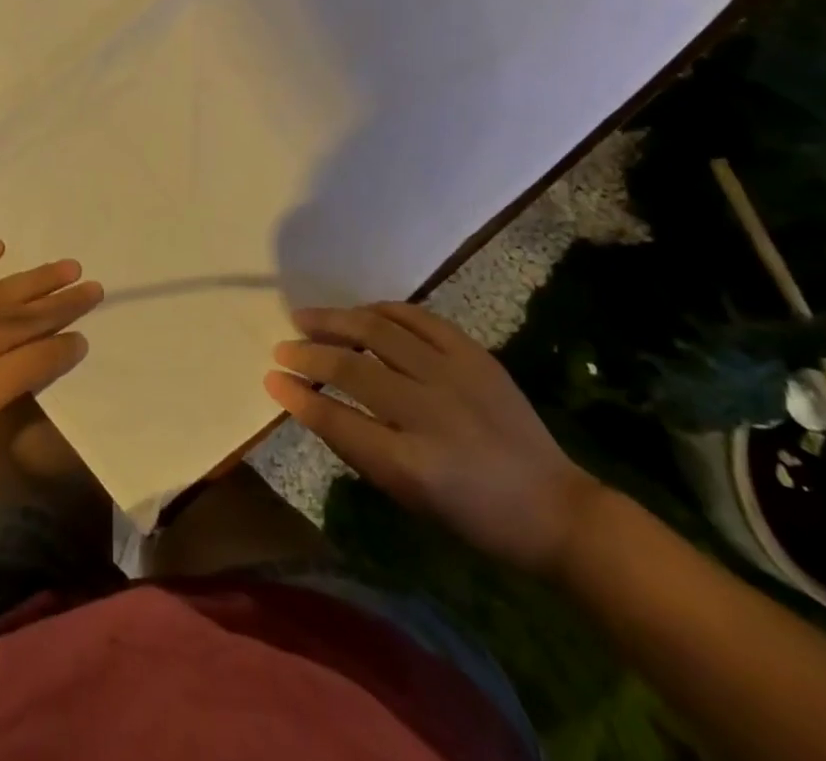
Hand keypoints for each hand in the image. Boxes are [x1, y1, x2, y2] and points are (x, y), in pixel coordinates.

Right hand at [266, 302, 600, 575]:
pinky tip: (360, 311)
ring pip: (380, 332)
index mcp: (412, 465)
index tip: (272, 378)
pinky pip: (418, 318)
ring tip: (307, 317)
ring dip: (336, 321)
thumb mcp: (410, 498)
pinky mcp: (474, 354)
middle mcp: (430, 414)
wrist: (553, 507)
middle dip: (310, 353)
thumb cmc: (474, 517)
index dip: (299, 397)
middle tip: (282, 345)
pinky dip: (383, 310)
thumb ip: (360, 449)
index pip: (338, 422)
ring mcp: (454, 377)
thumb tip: (314, 404)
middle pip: (353, 370)